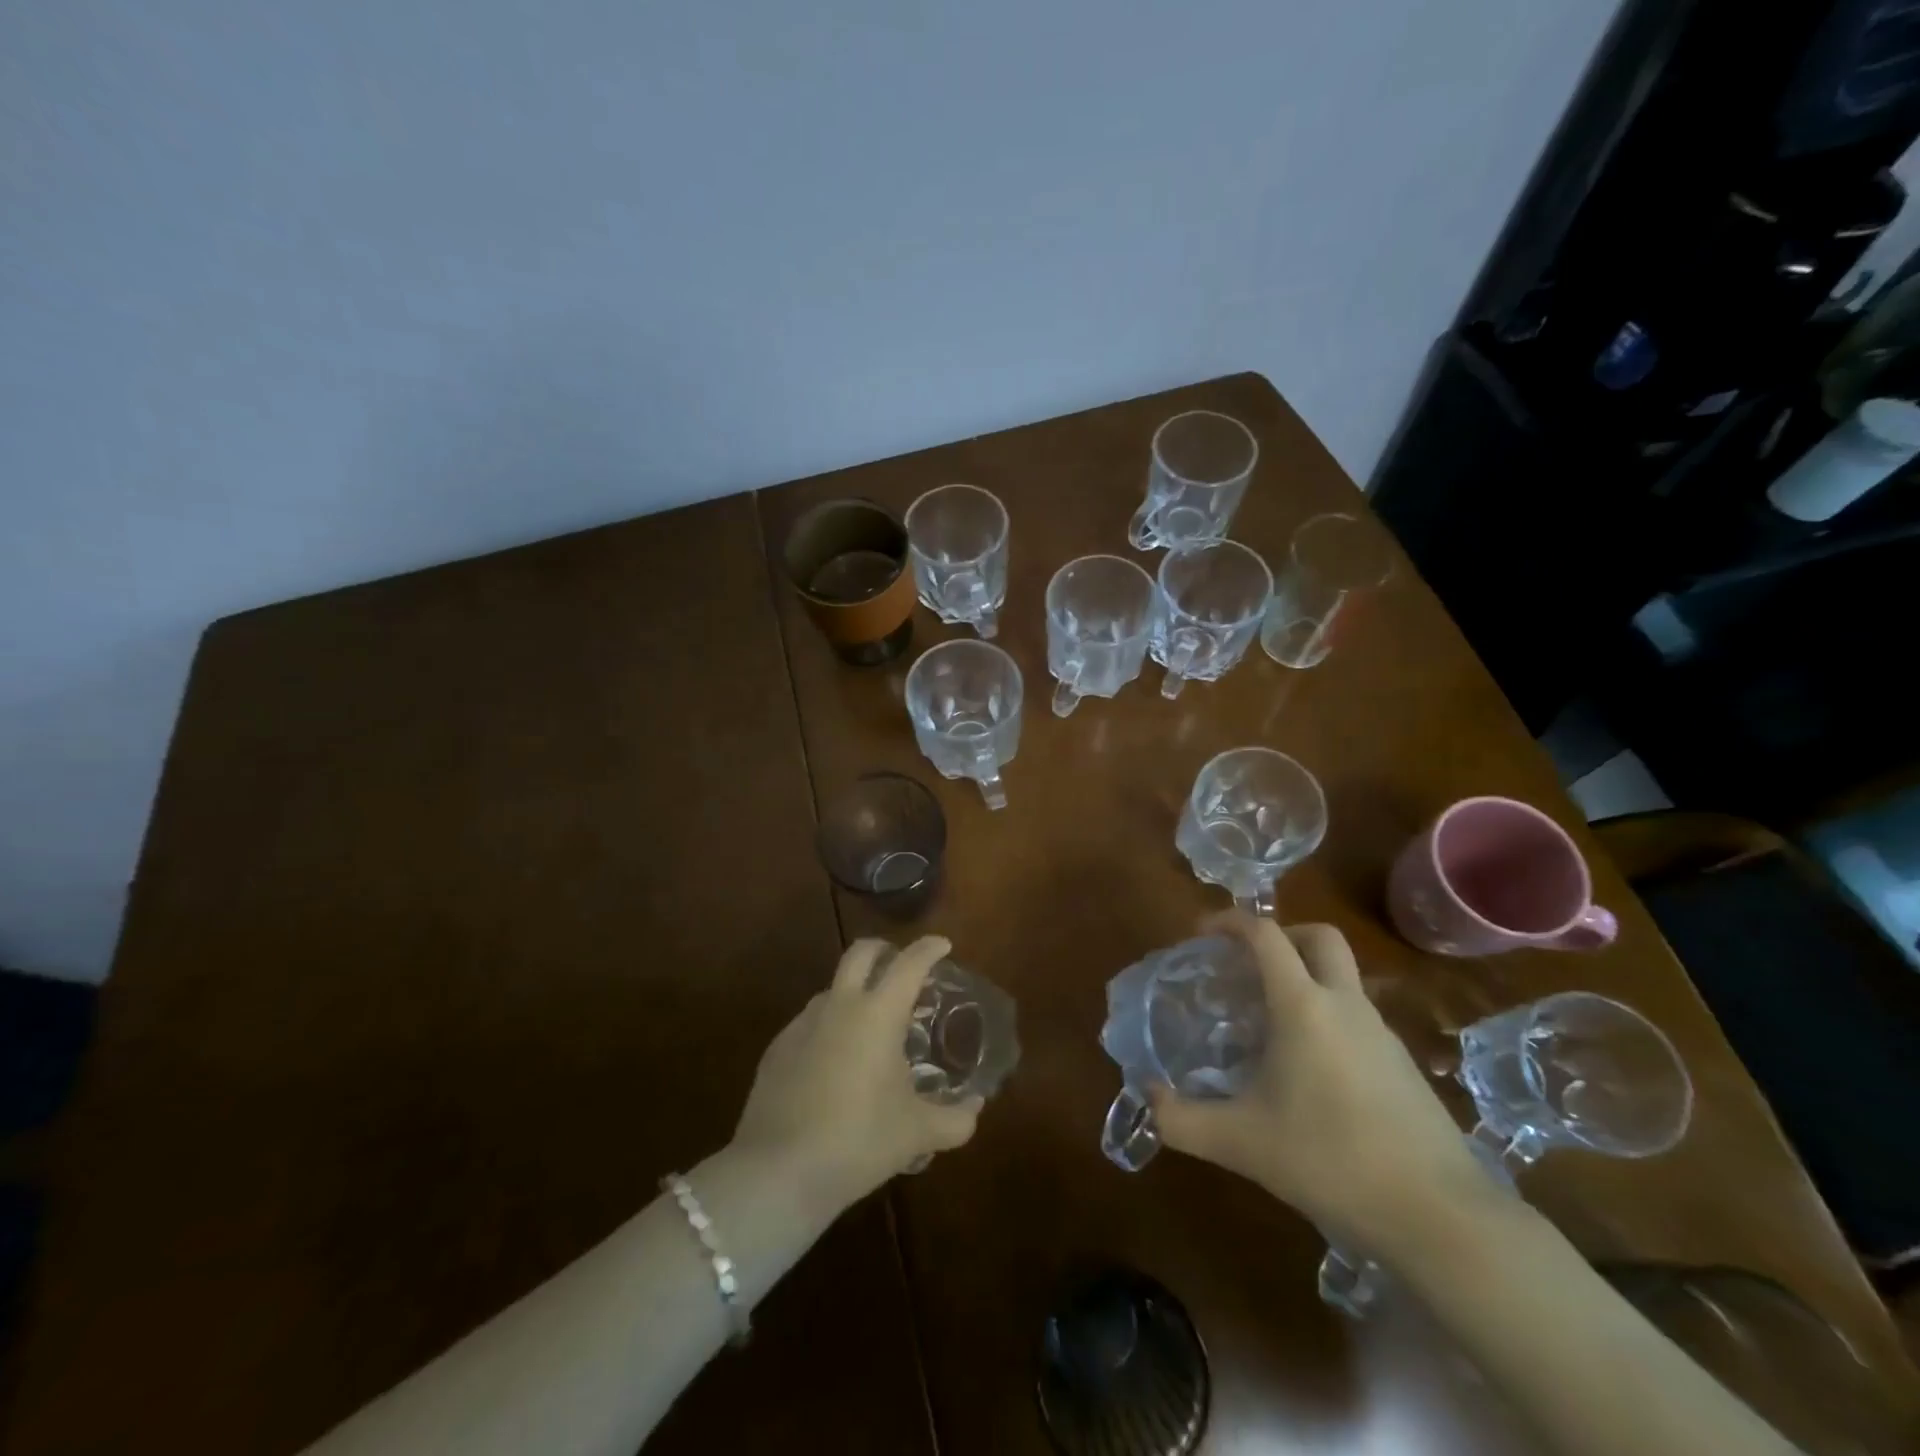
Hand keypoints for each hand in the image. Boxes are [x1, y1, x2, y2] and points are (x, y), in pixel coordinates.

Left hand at [732, 935, 982, 1212]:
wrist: (778, 1171)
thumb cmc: (858, 1140)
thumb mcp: (917, 1133)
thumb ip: (955, 1119)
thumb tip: (976, 1108)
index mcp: (878, 1013)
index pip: (909, 964)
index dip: (929, 949)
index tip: (943, 944)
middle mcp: (839, 1006)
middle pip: (861, 953)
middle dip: (884, 949)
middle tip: (900, 964)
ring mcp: (802, 1024)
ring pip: (832, 988)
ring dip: (854, 991)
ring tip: (870, 1022)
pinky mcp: (777, 1049)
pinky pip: (810, 1023)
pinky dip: (829, 1026)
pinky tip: (835, 1061)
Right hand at [1148, 913, 1488, 1262]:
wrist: (1441, 1218)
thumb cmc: (1331, 1161)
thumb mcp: (1242, 1143)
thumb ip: (1183, 1120)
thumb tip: (1148, 1099)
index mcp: (1303, 1005)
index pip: (1265, 935)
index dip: (1229, 921)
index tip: (1201, 935)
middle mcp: (1345, 1005)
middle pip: (1319, 936)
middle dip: (1281, 935)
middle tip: (1248, 965)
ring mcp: (1382, 1034)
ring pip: (1342, 977)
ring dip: (1306, 977)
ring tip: (1270, 1022)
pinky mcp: (1404, 1066)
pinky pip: (1358, 1017)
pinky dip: (1328, 1016)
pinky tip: (1310, 1070)